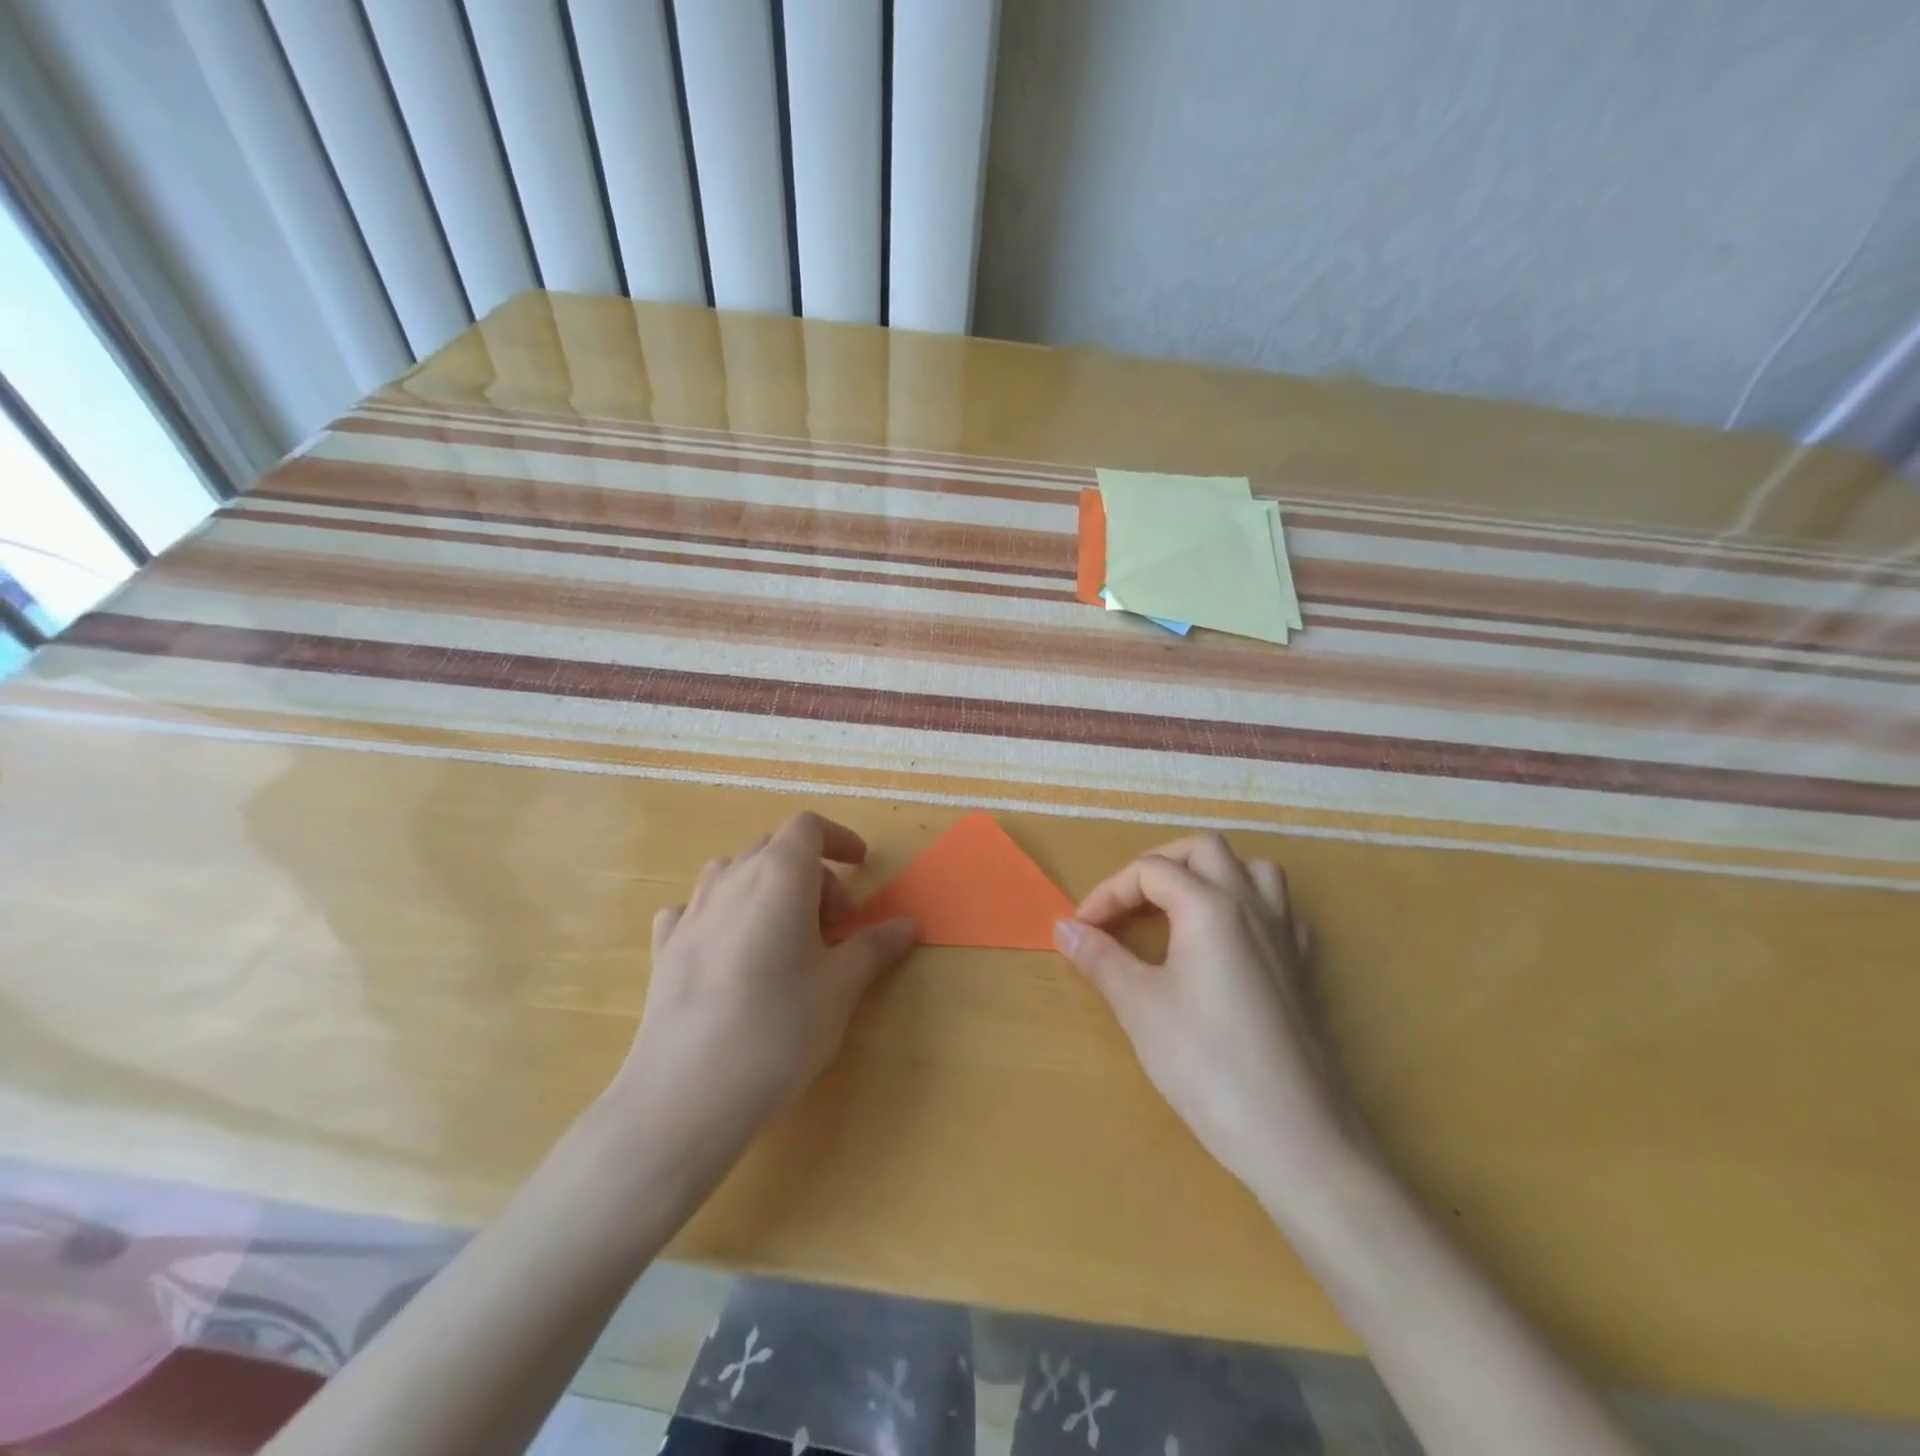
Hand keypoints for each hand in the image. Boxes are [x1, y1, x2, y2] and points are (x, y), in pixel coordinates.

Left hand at [608, 813, 916, 1152]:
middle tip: (834, 927)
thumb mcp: (841, 986)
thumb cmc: (780, 1027)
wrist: (688, 1091)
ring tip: (784, 938)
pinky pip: (695, 910)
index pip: (809, 827)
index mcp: (780, 874)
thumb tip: (907, 925)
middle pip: (775, 849)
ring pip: (733, 874)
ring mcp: (691, 911)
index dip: (839, 839)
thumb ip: (875, 946)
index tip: (862, 865)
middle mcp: (732, 879)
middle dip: (812, 875)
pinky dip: (721, 916)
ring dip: (766, 890)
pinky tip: (729, 953)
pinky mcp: (664, 947)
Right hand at [1054, 832, 1368, 1223]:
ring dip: (1212, 875)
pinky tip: (1229, 943)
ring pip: (1253, 869)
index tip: (1083, 929)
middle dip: (1159, 864)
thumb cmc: (1207, 1064)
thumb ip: (1100, 957)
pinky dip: (1249, 908)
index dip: (1108, 893)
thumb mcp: (1140, 1007)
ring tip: (1179, 909)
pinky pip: (1279, 911)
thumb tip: (1064, 927)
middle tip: (1128, 904)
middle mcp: (1253, 905)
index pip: (1150, 870)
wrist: (1295, 1137)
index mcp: (1211, 906)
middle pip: (1205, 849)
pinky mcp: (1303, 968)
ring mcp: (1286, 935)